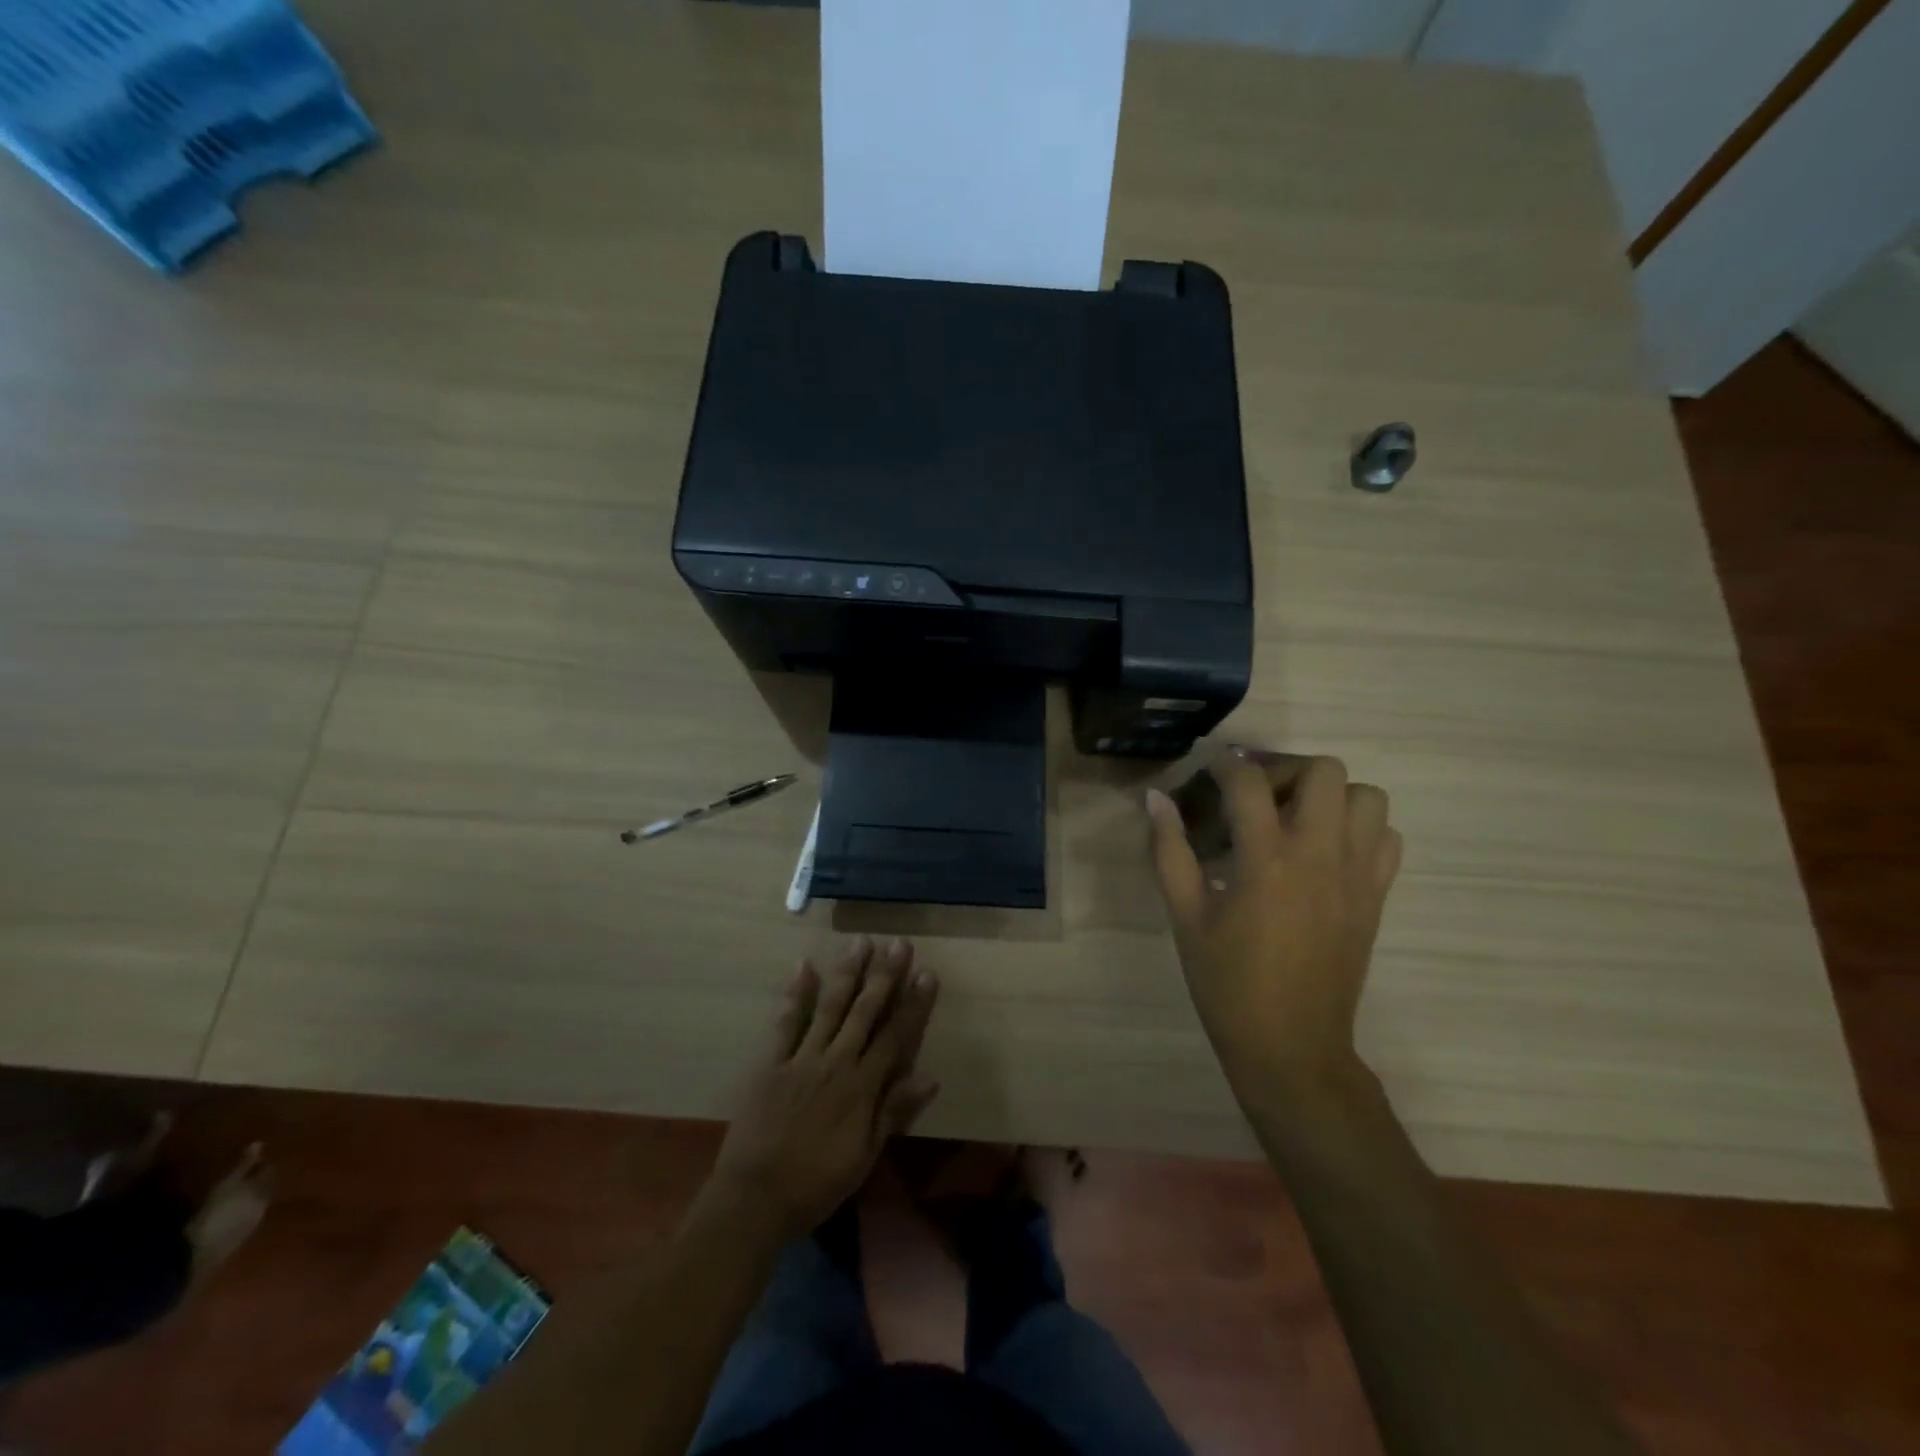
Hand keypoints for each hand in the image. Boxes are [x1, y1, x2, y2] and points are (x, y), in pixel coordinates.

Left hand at [708, 937, 939, 1241]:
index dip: (913, 1004)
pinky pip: (786, 1022)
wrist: (755, 1199)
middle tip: (898, 943)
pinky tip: (804, 966)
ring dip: (847, 973)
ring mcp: (802, 1058)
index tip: (927, 973)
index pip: (896, 1036)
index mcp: (862, 1087)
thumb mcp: (864, 1156)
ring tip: (861, 942)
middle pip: (865, 1011)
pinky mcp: (771, 1061)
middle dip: (884, 976)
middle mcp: (836, 1062)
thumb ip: (894, 1112)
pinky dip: (796, 993)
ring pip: (831, 1006)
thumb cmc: (816, 1183)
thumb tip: (930, 1077)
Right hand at [1146, 753, 1400, 1114]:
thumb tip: (1155, 799)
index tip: (1210, 771)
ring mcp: (1357, 875)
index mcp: (1266, 860)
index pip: (1250, 782)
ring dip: (1330, 795)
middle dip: (1287, 769)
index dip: (1225, 765)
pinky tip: (1325, 850)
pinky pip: (1386, 837)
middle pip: (1325, 772)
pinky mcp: (1376, 896)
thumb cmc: (1227, 981)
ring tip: (1296, 818)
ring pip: (1368, 797)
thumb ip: (1170, 851)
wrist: (1291, 1044)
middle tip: (1258, 795)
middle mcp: (1320, 855)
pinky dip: (1360, 828)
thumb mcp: (1185, 915)